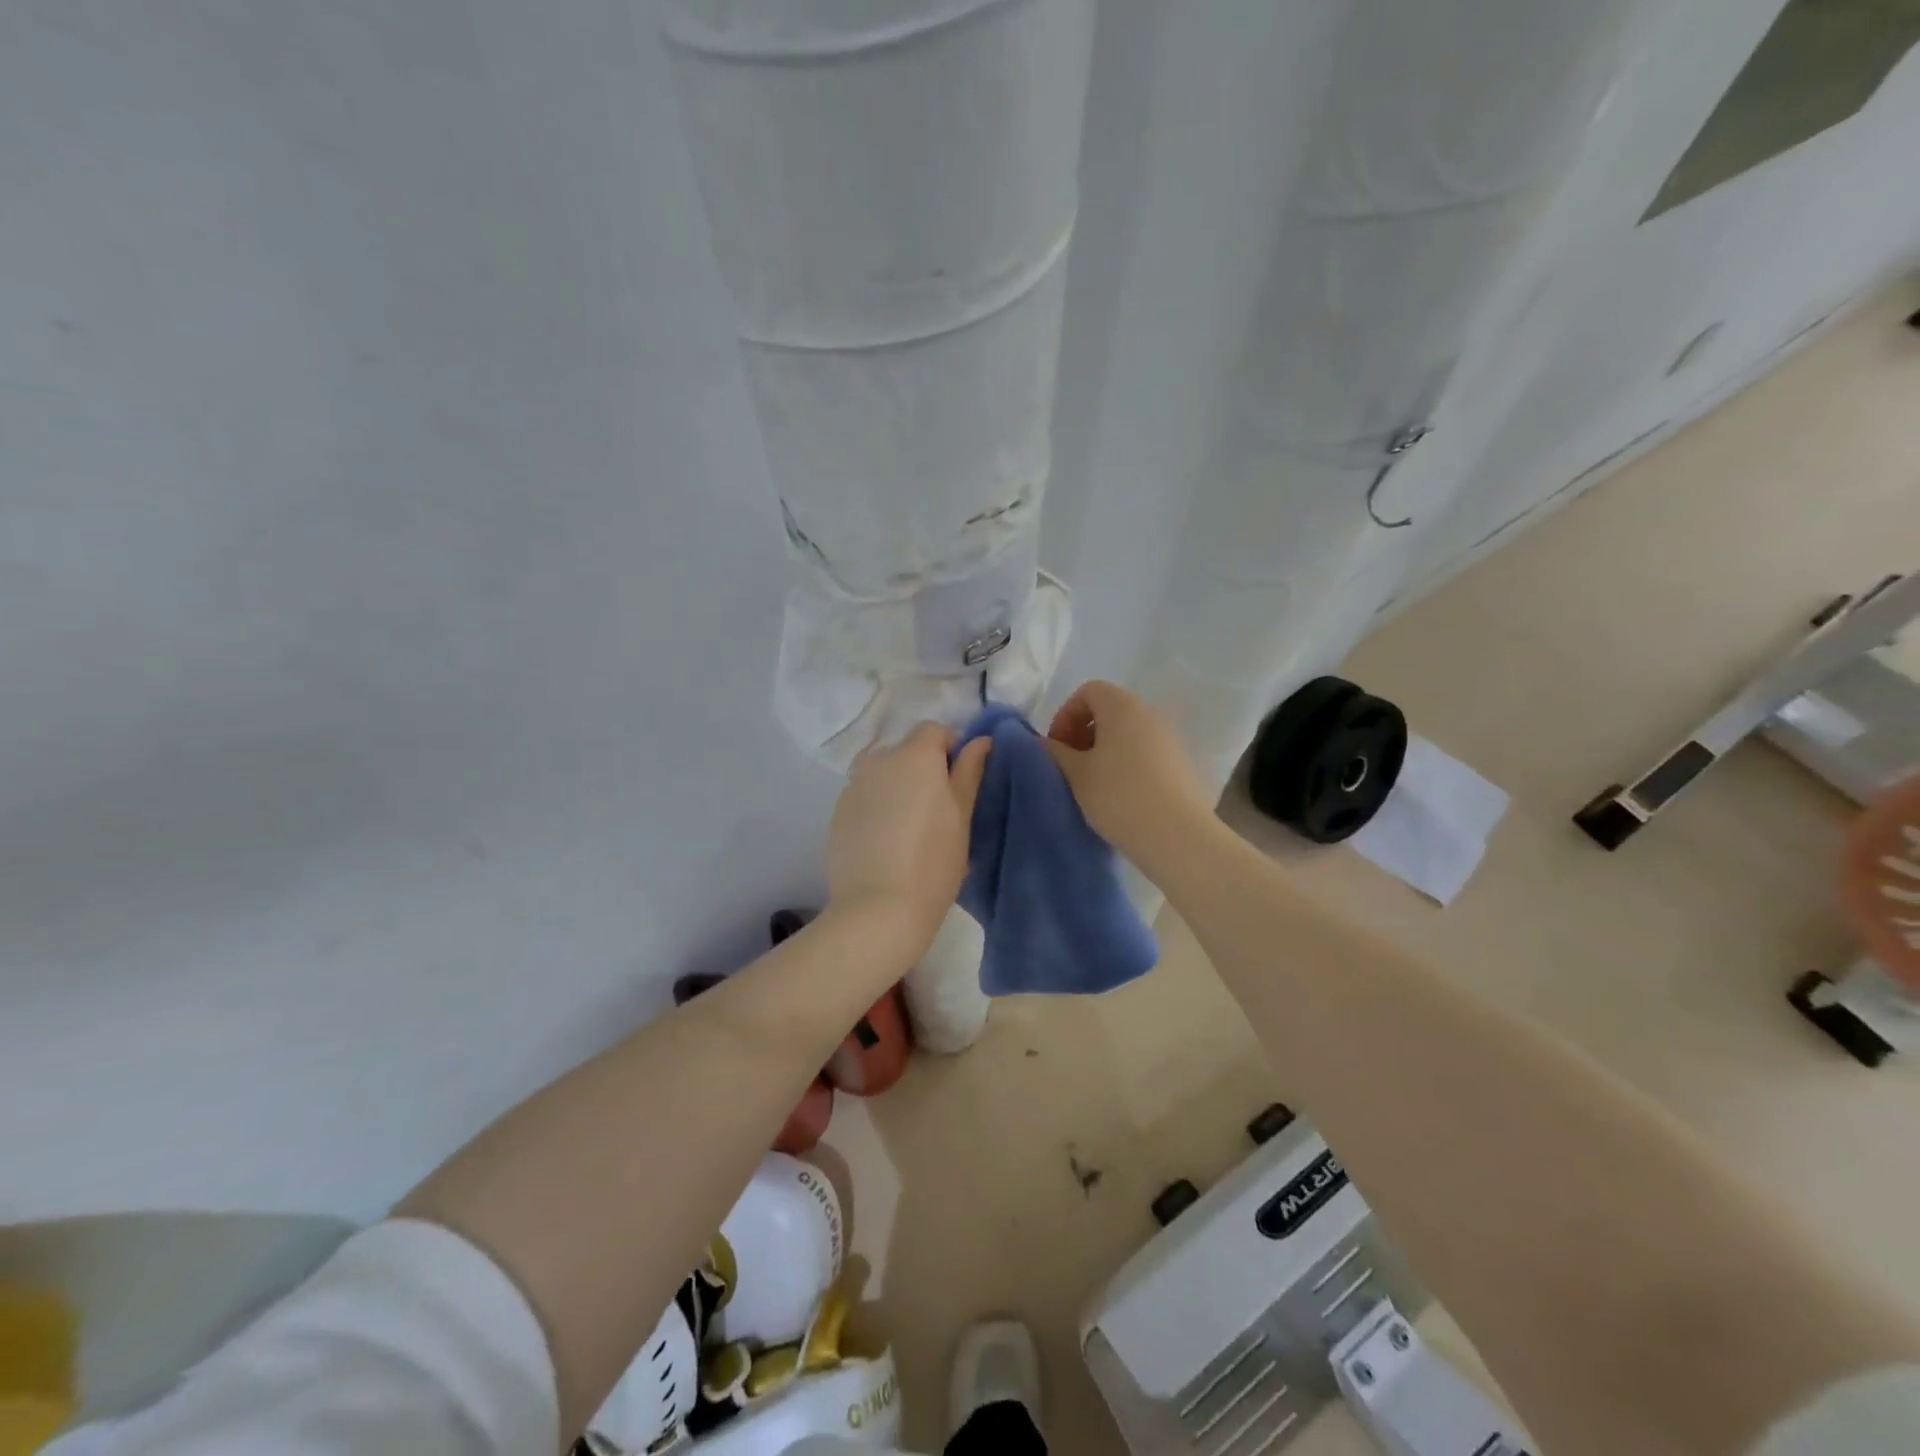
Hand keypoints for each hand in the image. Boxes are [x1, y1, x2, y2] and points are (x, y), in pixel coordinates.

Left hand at [826, 722, 991, 962]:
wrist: (877, 910)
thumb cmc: (934, 862)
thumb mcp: (962, 817)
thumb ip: (970, 772)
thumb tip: (981, 740)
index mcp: (914, 756)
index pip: (934, 730)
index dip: (951, 749)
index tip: (960, 783)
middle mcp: (878, 761)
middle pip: (906, 751)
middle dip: (924, 770)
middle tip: (939, 811)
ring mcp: (852, 787)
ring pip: (883, 775)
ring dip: (898, 788)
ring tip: (911, 830)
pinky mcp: (837, 814)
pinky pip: (865, 798)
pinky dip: (878, 809)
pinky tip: (887, 844)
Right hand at [1044, 680, 1211, 861]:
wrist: (1177, 836)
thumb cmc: (1119, 796)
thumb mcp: (1076, 774)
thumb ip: (1055, 752)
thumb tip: (1045, 744)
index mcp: (1122, 706)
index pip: (1088, 691)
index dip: (1065, 714)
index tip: (1056, 747)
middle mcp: (1150, 713)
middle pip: (1109, 710)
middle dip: (1082, 733)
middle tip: (1069, 765)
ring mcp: (1169, 739)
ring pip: (1127, 733)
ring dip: (1103, 751)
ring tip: (1091, 784)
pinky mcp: (1180, 764)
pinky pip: (1144, 752)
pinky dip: (1124, 763)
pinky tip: (1117, 795)